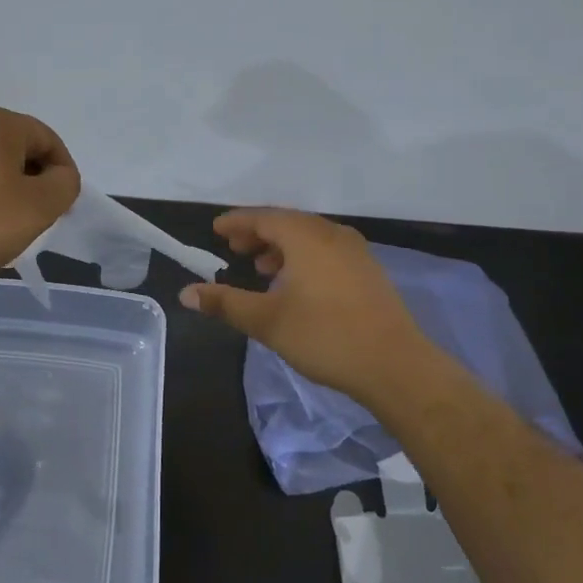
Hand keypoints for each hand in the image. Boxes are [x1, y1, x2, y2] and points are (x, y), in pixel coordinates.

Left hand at [0, 107, 80, 288]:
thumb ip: (65, 183)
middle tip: (39, 215)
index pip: (48, 140)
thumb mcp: (41, 206)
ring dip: (7, 189)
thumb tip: (60, 176)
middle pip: (18, 149)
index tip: (63, 205)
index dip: (63, 172)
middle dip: (34, 180)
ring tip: (8, 224)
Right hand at [180, 209, 443, 404]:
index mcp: (306, 237)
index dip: (237, 222)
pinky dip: (303, 257)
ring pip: (309, 237)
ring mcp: (355, 251)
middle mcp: (332, 234)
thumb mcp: (267, 321)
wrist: (395, 366)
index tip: (215, 230)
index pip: (263, 217)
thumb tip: (186, 293)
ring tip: (261, 268)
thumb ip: (225, 303)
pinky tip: (296, 284)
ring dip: (281, 247)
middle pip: (287, 222)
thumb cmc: (325, 337)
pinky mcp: (369, 271)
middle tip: (234, 248)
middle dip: (258, 233)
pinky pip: (327, 250)